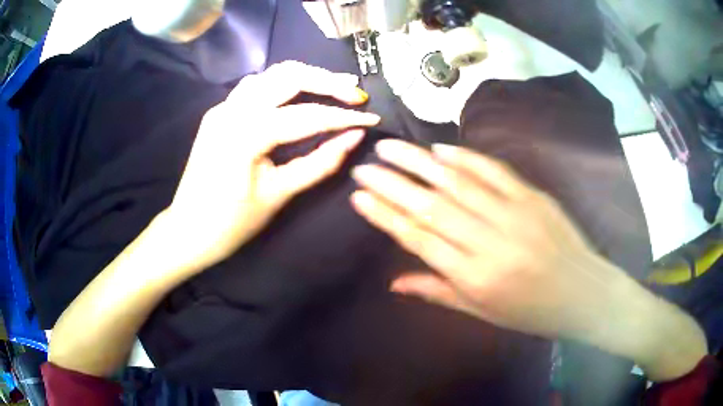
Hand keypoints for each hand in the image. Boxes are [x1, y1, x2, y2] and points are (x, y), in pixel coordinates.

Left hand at [165, 61, 379, 268]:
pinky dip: (281, 84)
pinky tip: (297, 93)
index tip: (372, 118)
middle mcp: (232, 110)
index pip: (306, 116)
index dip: (343, 117)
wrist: (189, 230)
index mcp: (246, 134)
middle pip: (289, 77)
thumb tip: (354, 138)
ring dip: (305, 77)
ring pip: (271, 74)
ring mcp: (222, 107)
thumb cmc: (232, 223)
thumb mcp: (279, 194)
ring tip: (334, 87)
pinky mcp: (219, 112)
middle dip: (327, 82)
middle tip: (356, 94)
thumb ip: (320, 162)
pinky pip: (255, 85)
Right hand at [351, 139, 604, 337]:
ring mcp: (513, 213)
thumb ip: (438, 292)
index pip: (419, 239)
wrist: (582, 292)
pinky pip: (494, 170)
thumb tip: (394, 283)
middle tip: (364, 166)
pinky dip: (465, 156)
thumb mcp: (482, 311)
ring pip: (458, 182)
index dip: (385, 215)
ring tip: (390, 148)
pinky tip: (440, 147)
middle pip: (431, 206)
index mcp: (474, 276)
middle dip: (392, 183)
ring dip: (419, 162)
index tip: (359, 197)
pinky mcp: (532, 196)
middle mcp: (489, 241)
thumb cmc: (530, 311)